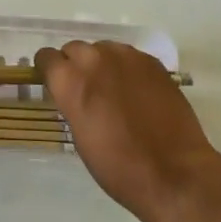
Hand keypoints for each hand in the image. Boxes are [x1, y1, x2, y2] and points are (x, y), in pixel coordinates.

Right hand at [35, 40, 220, 221]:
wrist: (174, 173)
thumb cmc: (119, 167)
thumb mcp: (80, 137)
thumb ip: (72, 104)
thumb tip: (75, 94)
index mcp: (70, 81)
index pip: (47, 57)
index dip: (49, 70)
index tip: (55, 82)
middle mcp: (94, 60)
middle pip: (75, 48)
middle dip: (76, 65)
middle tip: (87, 90)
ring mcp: (126, 57)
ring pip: (103, 49)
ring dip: (102, 64)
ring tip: (114, 90)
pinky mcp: (152, 62)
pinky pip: (129, 57)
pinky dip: (127, 69)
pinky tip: (138, 92)